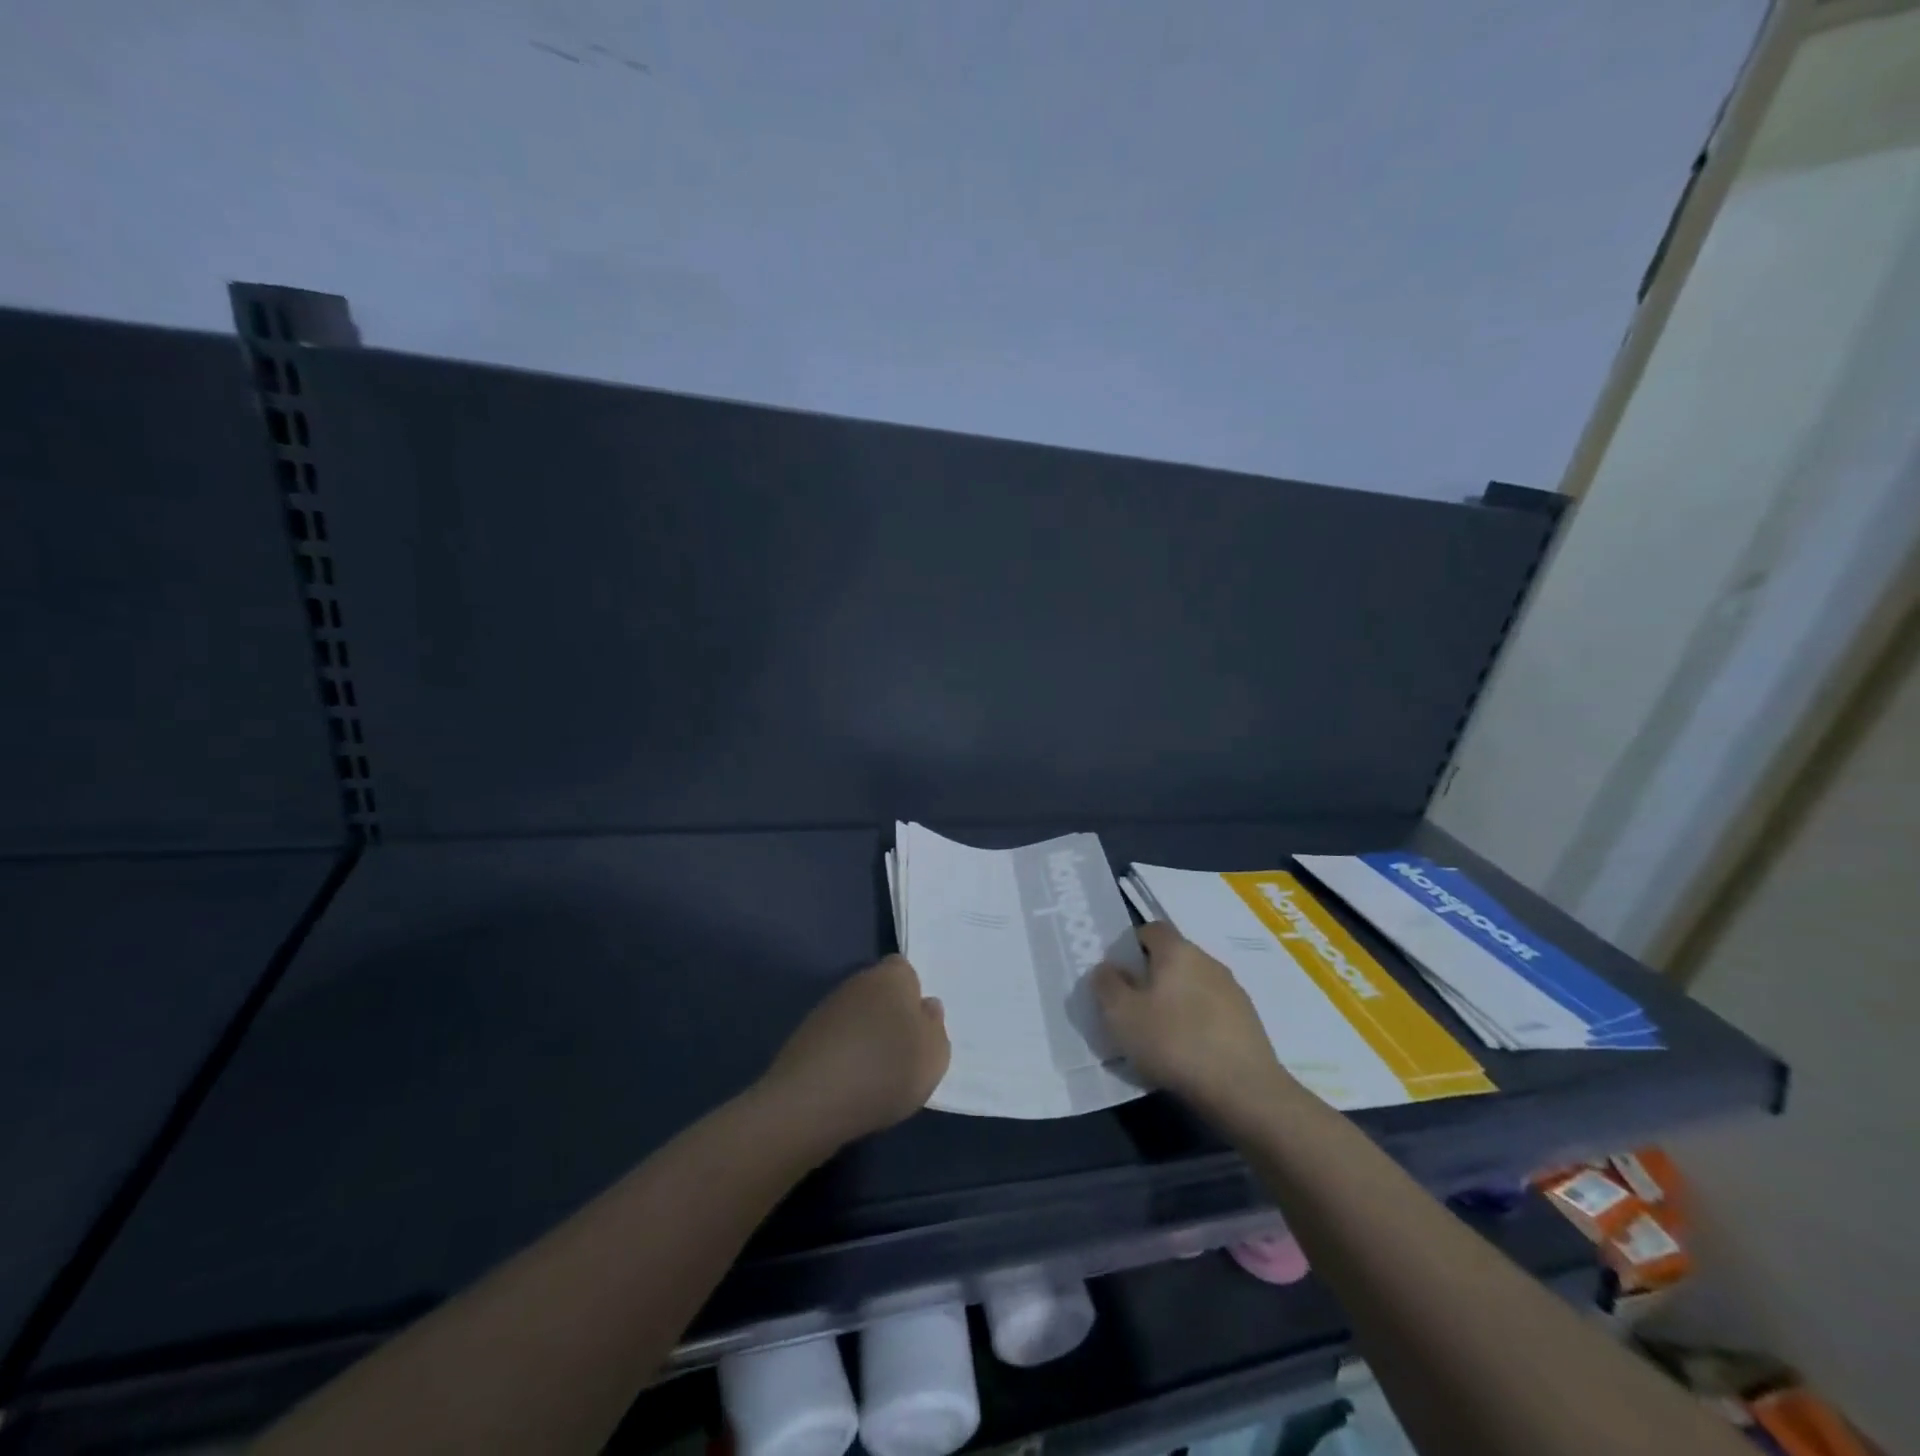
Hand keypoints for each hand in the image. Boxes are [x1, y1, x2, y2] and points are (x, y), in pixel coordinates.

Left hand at [761, 956, 950, 1146]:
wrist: (813, 1100)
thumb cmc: (886, 1070)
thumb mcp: (934, 1056)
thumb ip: (935, 1027)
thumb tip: (926, 1006)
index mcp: (892, 976)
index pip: (905, 970)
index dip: (913, 995)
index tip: (919, 1026)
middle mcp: (858, 982)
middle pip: (880, 992)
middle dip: (890, 1015)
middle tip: (903, 1052)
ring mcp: (827, 1008)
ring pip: (858, 1016)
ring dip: (867, 1036)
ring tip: (877, 1075)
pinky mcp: (806, 1037)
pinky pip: (837, 1039)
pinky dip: (845, 1056)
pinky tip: (851, 1084)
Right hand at [1092, 922, 1287, 1116]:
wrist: (1244, 1090)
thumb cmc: (1174, 1042)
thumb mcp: (1121, 1015)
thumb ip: (1107, 985)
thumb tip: (1108, 968)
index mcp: (1177, 951)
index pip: (1151, 929)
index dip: (1132, 946)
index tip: (1120, 975)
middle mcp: (1208, 961)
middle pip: (1174, 958)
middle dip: (1153, 977)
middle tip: (1134, 1009)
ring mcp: (1233, 991)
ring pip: (1194, 985)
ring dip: (1176, 1002)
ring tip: (1161, 1037)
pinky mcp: (1249, 1021)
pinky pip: (1213, 1012)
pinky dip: (1198, 1023)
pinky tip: (1189, 1053)